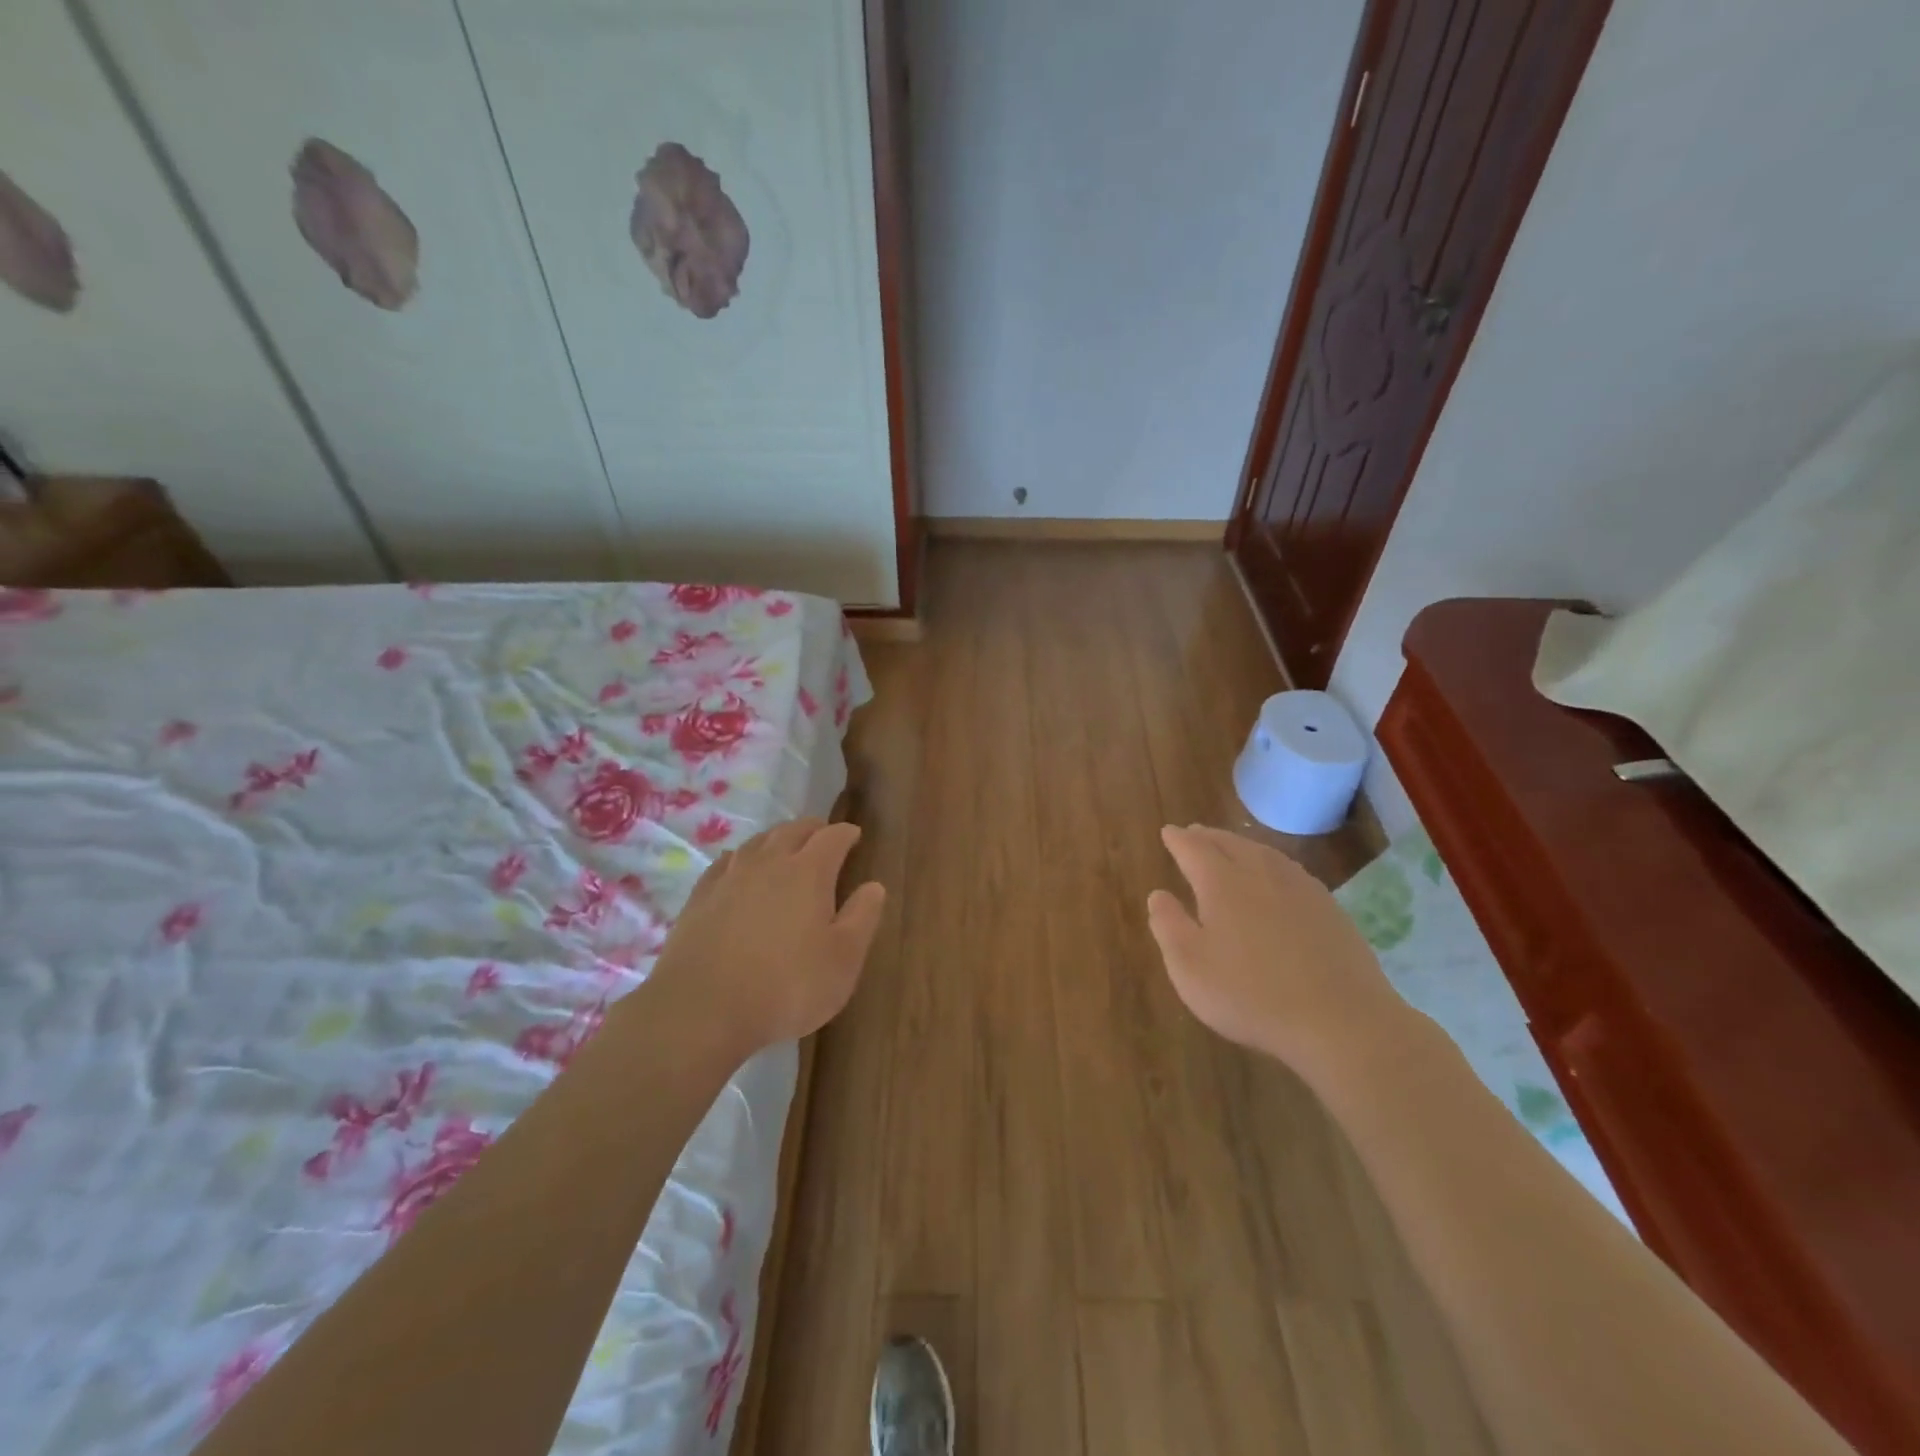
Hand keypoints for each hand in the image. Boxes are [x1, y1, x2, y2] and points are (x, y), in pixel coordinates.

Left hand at [649, 818, 885, 1056]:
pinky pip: (725, 862)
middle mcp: (769, 863)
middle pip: (792, 831)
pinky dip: (741, 857)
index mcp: (808, 872)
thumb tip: (874, 886)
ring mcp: (730, 877)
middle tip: (823, 835)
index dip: (846, 833)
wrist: (702, 1009)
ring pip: (757, 842)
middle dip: (812, 829)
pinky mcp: (700, 897)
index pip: (832, 838)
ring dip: (776, 838)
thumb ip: (862, 918)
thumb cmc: (786, 986)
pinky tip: (738, 867)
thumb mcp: (842, 960)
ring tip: (785, 846)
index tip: (855, 836)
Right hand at [1147, 825, 1408, 1072]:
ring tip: (1230, 846)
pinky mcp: (1329, 909)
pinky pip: (1291, 870)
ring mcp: (1300, 888)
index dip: (1178, 840)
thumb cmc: (1250, 995)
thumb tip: (1159, 895)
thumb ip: (1169, 926)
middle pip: (1230, 844)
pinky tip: (1275, 877)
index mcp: (1222, 883)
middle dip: (1208, 837)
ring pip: (1264, 853)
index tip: (1168, 832)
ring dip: (1241, 844)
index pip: (1194, 849)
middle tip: (1194, 832)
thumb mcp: (1190, 967)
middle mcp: (1260, 874)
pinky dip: (1272, 863)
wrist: (1340, 1021)